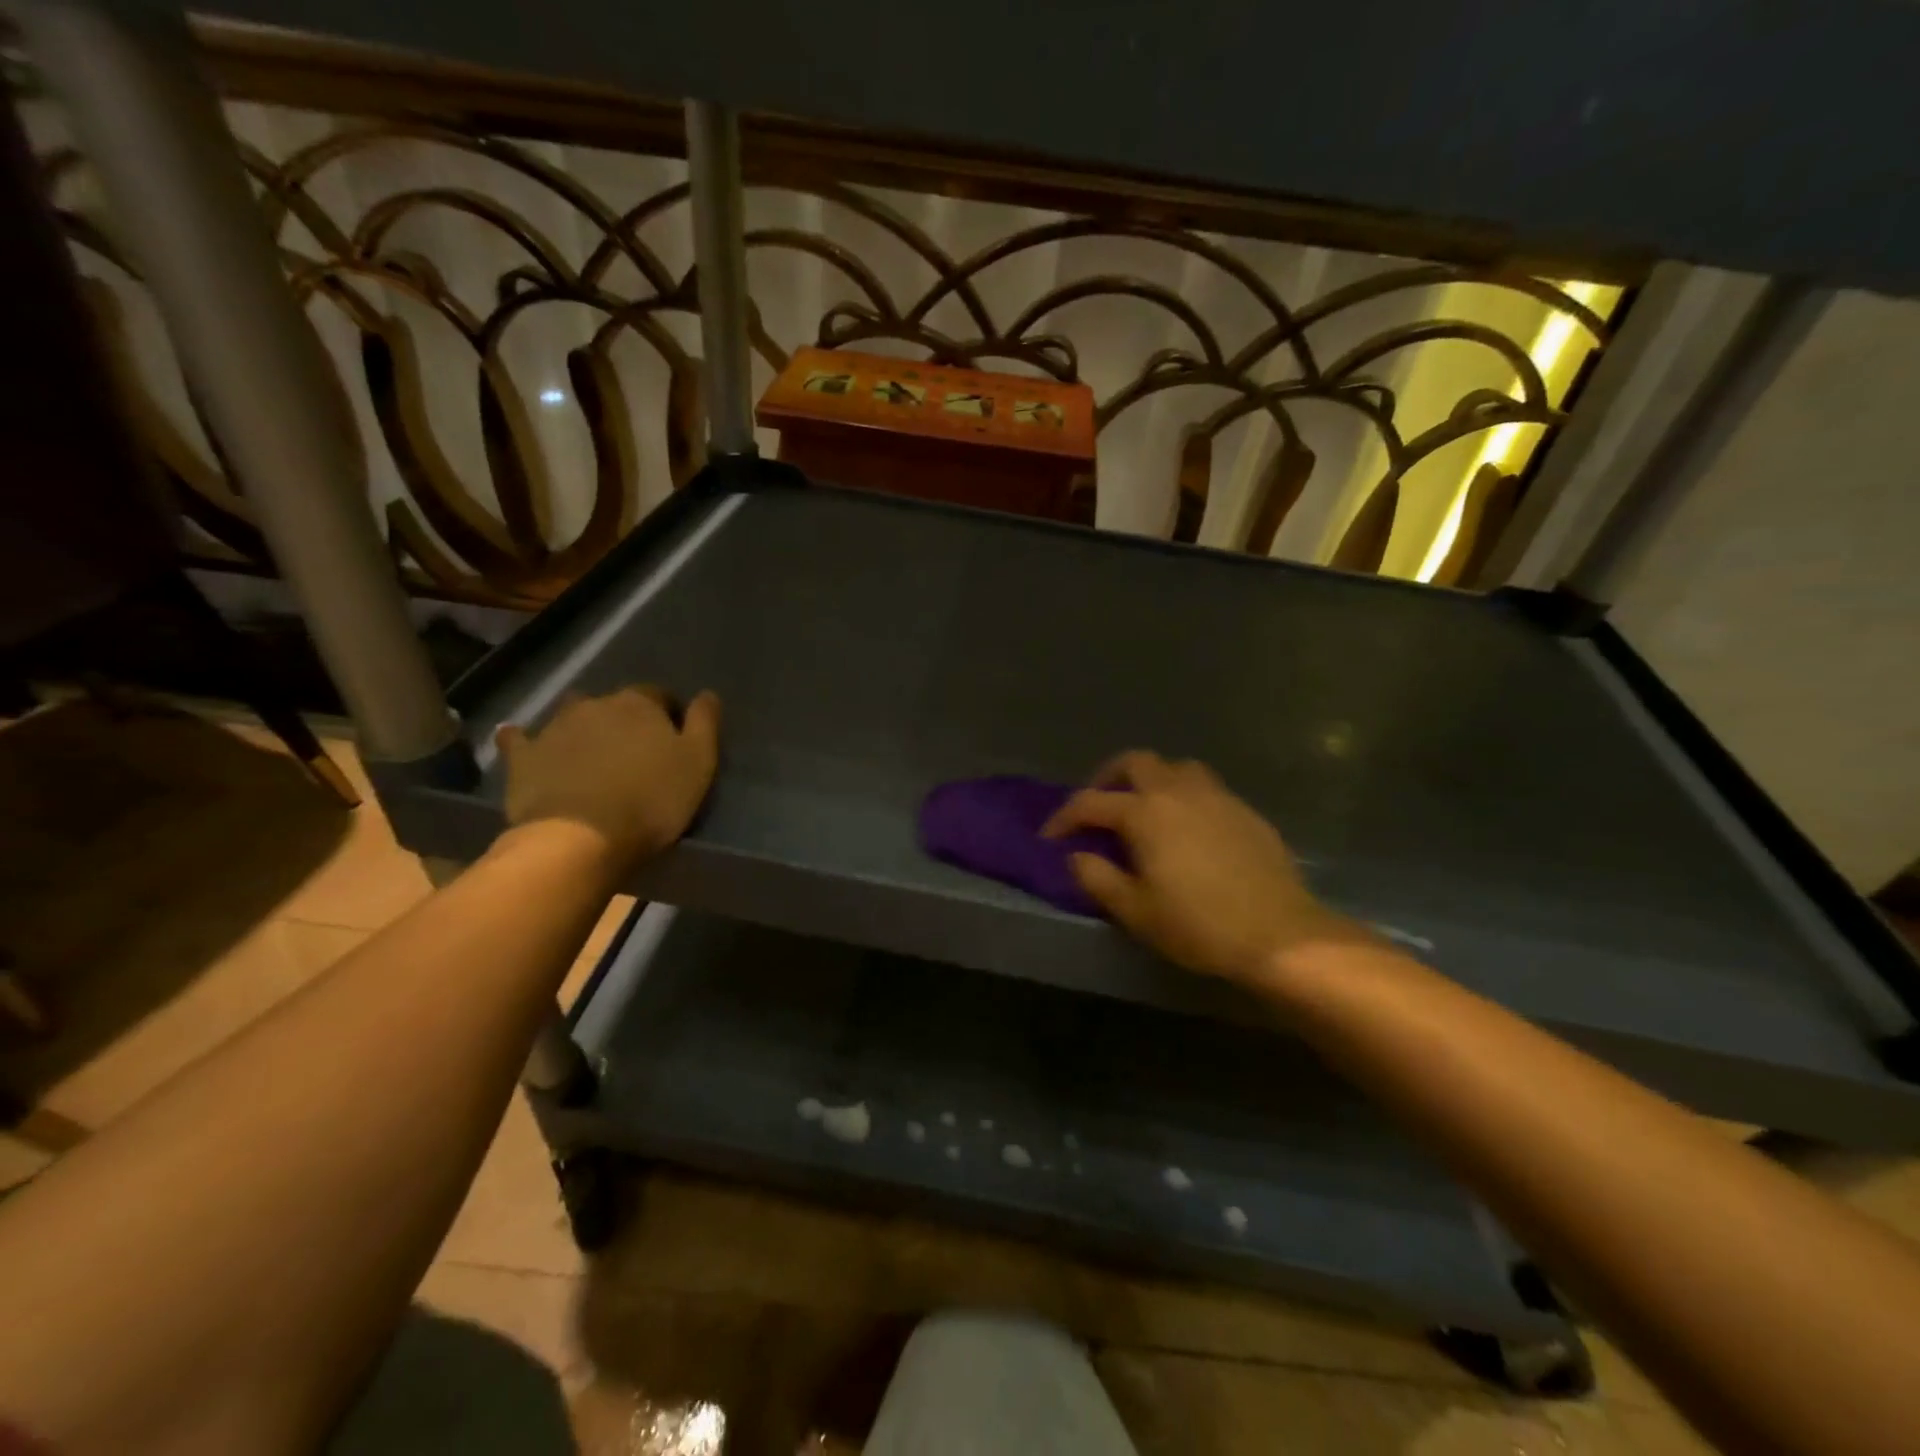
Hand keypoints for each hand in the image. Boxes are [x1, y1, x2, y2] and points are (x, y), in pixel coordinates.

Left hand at [494, 687, 720, 873]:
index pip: (659, 695)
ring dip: (581, 726)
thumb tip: (707, 693)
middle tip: (634, 751)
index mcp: (639, 704)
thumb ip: (704, 723)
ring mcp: (554, 728)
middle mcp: (595, 704)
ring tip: (590, 752)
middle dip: (624, 720)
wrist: (581, 838)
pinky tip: (523, 743)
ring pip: (570, 715)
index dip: (668, 714)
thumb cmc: (652, 799)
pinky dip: (524, 739)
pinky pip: (520, 739)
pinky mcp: (523, 757)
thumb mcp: (698, 762)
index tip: (674, 739)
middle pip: (614, 703)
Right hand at [1043, 751, 1363, 984]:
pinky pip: (1205, 788)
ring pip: (1175, 767)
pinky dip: (1184, 796)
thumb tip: (1077, 856)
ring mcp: (1216, 796)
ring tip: (1144, 809)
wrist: (1280, 935)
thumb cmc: (1199, 925)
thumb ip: (1098, 878)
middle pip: (1135, 762)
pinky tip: (1188, 828)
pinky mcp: (1245, 811)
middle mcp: (1178, 791)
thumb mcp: (1135, 911)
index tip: (1050, 837)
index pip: (1090, 803)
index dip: (1064, 818)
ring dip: (1151, 780)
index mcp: (1145, 812)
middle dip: (1108, 778)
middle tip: (1098, 807)